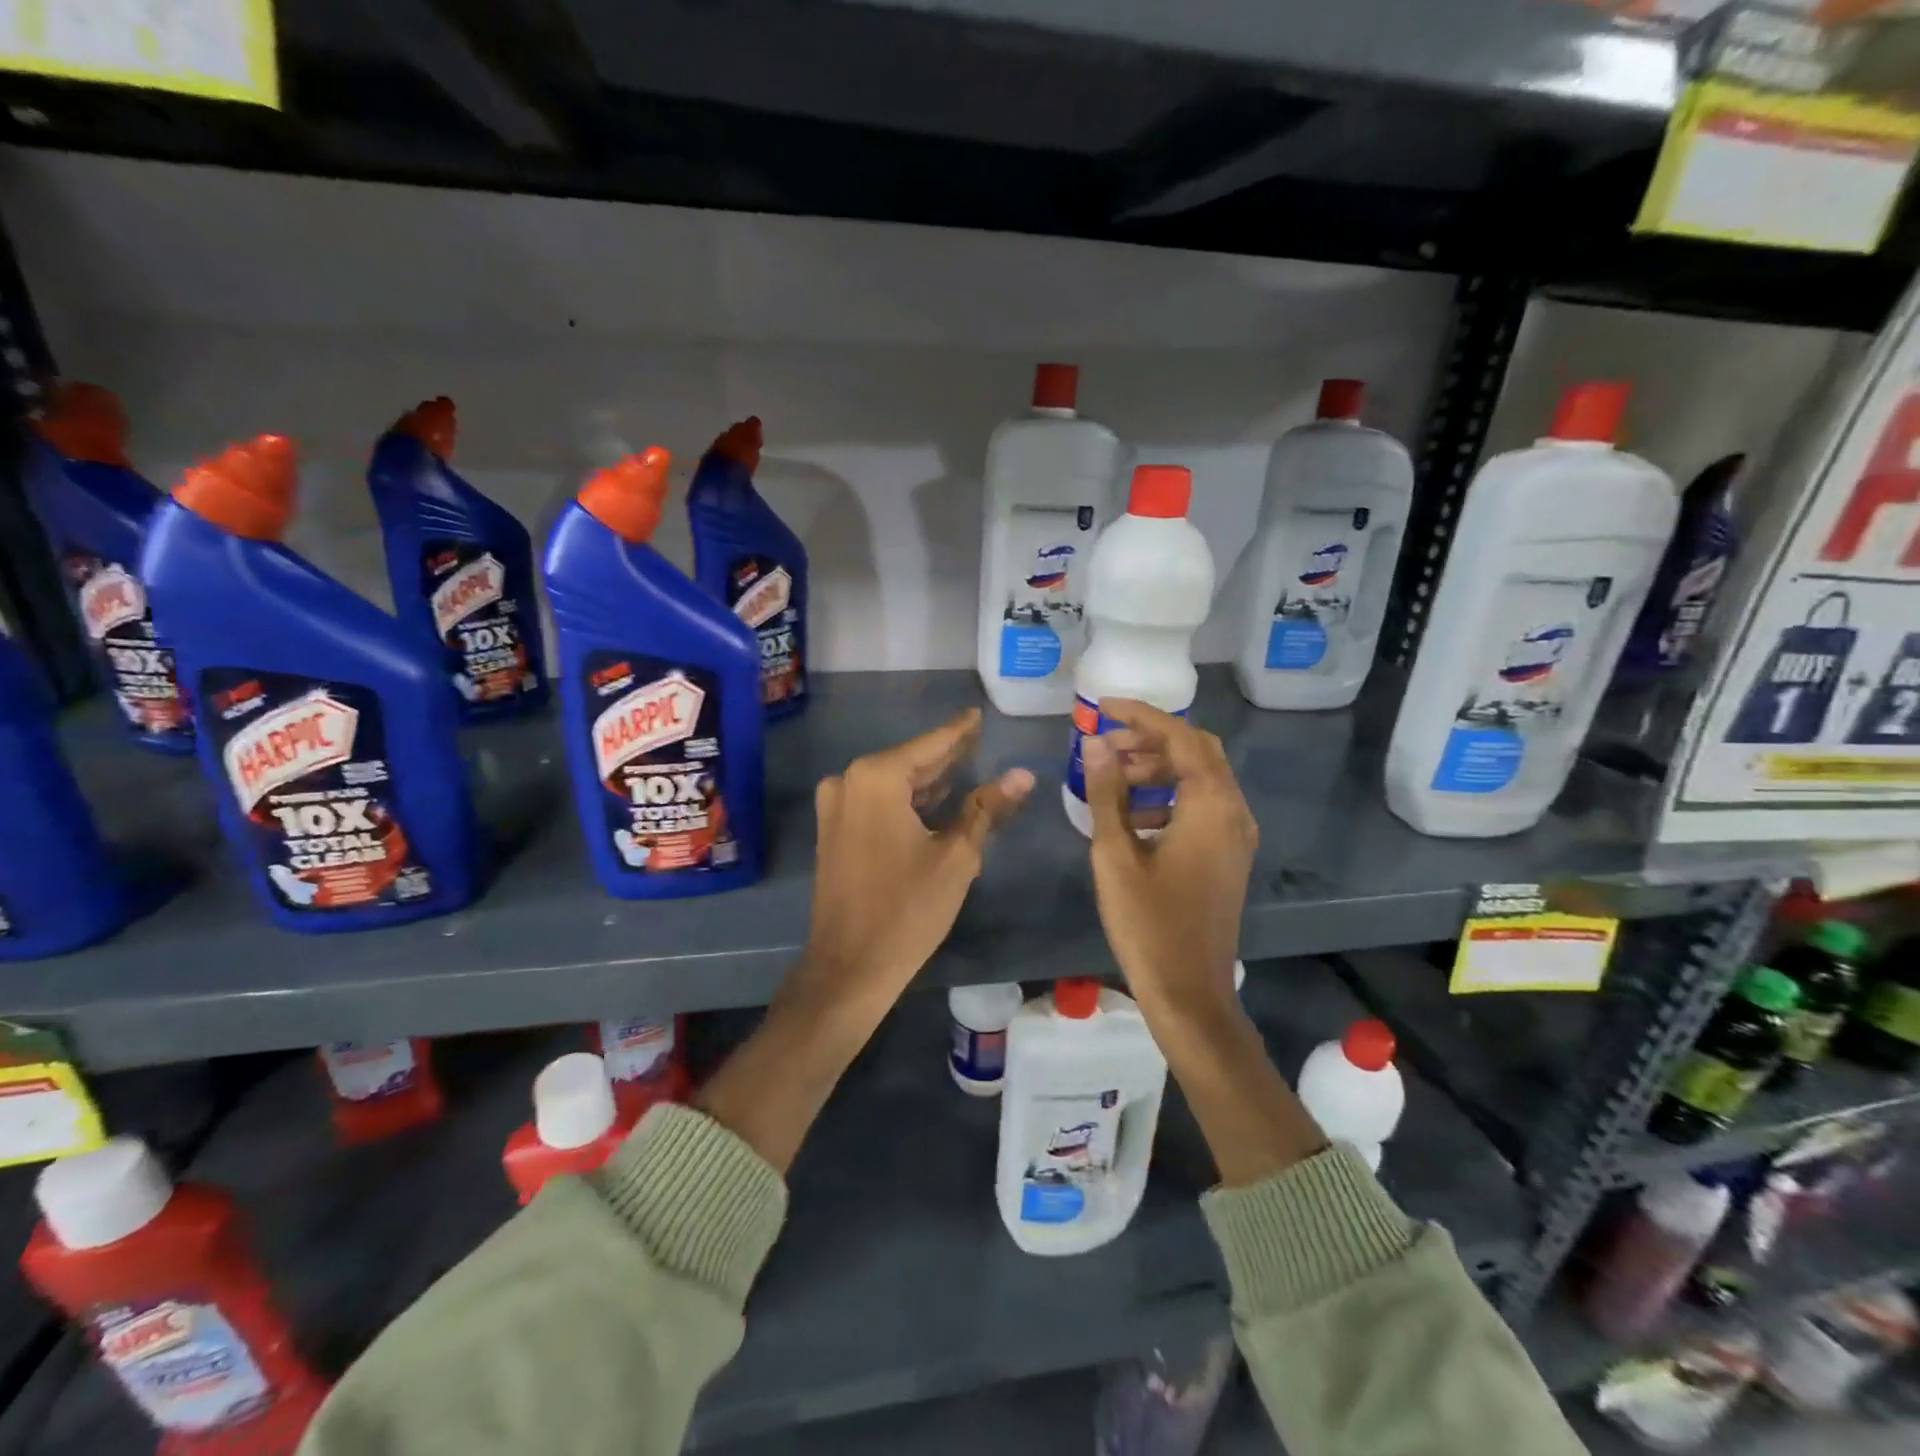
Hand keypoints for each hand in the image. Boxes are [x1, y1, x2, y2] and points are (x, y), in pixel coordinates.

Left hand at [699, 710, 1031, 1172]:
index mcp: (877, 778)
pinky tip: (936, 800)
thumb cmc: (907, 910)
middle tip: (979, 740)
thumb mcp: (956, 856)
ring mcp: (836, 806)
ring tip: (968, 767)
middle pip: (910, 761)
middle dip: (946, 756)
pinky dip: (907, 801)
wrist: (849, 967)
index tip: (978, 714)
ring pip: (893, 783)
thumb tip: (1023, 775)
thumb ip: (987, 808)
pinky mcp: (834, 829)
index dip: (959, 731)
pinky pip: (877, 802)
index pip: (931, 745)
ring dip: (928, 781)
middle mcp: (849, 781)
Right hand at [1082, 703, 1326, 1188]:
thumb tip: (1094, 742)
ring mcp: (1235, 837)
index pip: (1179, 737)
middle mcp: (1233, 812)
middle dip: (1150, 740)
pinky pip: (1202, 807)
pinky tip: (1131, 816)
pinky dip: (1169, 796)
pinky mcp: (1227, 857)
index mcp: (1211, 806)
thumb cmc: (1148, 923)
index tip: (1102, 704)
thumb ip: (1106, 792)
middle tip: (1104, 744)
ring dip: (1159, 768)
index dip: (1140, 715)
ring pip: (1201, 779)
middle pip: (1197, 752)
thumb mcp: (1115, 853)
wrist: (1189, 992)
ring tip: (1110, 776)